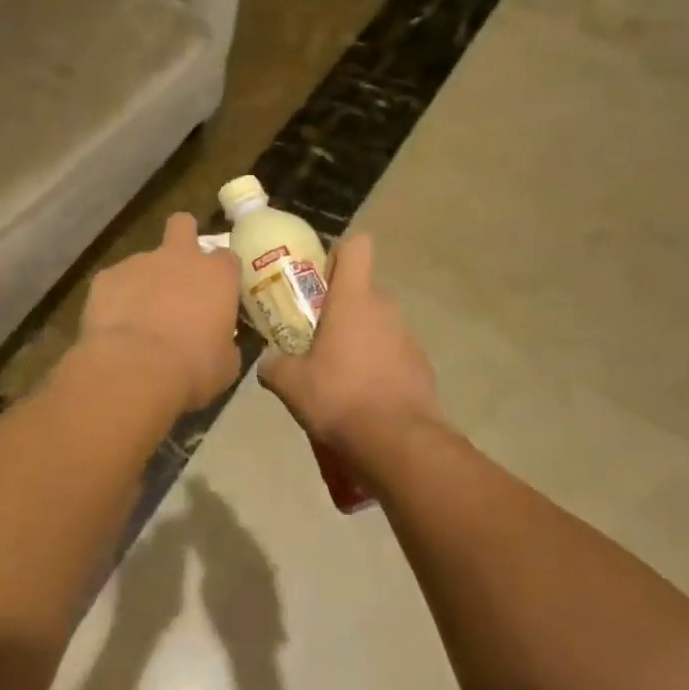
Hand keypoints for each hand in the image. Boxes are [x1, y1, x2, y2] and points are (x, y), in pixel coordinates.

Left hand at [78, 212, 242, 412]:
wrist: (133, 370)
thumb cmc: (192, 368)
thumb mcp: (226, 364)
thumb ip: (226, 342)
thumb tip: (223, 344)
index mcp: (217, 274)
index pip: (227, 258)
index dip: (222, 273)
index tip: (219, 293)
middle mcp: (179, 257)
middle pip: (183, 224)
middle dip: (182, 237)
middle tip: (179, 270)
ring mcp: (139, 262)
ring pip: (145, 260)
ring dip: (146, 281)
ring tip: (140, 318)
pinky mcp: (105, 277)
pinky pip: (115, 282)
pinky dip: (116, 298)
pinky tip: (115, 326)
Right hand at [260, 234, 439, 448]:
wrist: (399, 442)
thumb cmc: (340, 398)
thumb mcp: (291, 384)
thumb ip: (274, 365)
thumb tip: (267, 362)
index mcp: (353, 299)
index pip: (356, 247)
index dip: (338, 254)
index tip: (319, 276)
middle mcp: (385, 308)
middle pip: (363, 289)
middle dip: (341, 306)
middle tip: (316, 334)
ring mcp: (408, 336)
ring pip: (378, 322)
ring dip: (360, 336)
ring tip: (338, 372)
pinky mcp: (421, 365)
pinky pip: (393, 351)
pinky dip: (378, 364)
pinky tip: (363, 395)